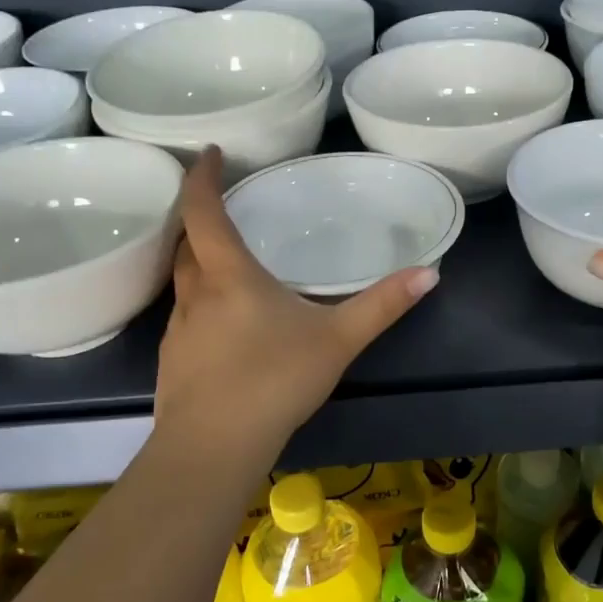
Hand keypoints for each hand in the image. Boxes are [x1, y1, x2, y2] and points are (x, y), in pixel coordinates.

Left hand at [155, 149, 438, 454]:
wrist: (213, 449)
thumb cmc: (274, 381)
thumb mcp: (338, 340)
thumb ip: (382, 306)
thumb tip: (429, 273)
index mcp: (229, 276)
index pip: (203, 211)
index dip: (202, 177)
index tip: (209, 153)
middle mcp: (195, 294)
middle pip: (186, 243)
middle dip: (199, 218)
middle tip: (224, 207)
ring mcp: (178, 329)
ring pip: (182, 280)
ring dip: (198, 261)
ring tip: (228, 262)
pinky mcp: (173, 361)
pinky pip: (184, 315)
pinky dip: (201, 302)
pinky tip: (226, 327)